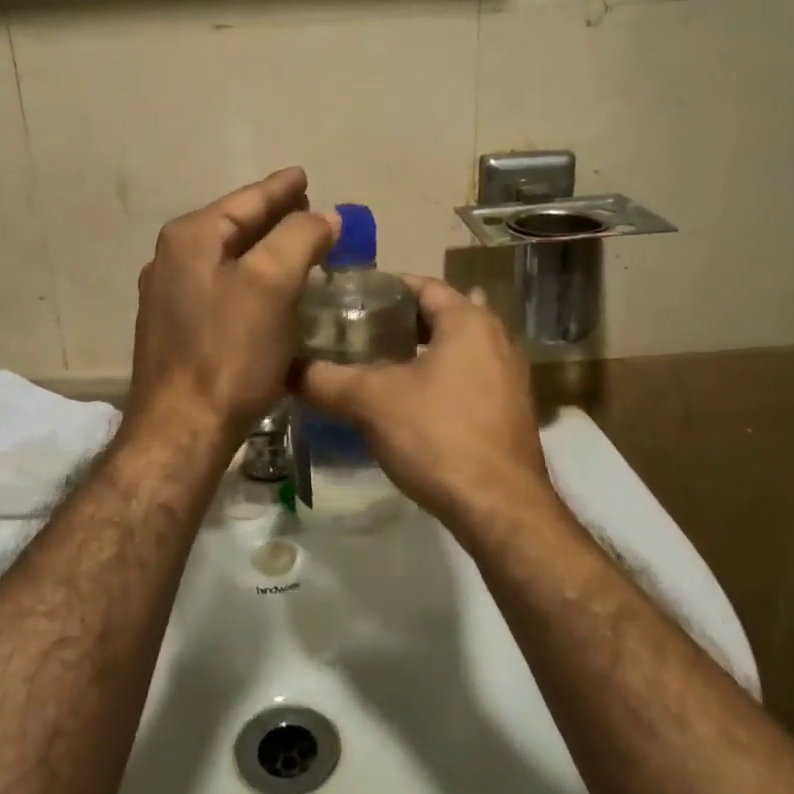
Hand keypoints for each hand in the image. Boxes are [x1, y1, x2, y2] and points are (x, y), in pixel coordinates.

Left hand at [127, 168, 338, 445]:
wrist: (182, 429)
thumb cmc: (229, 354)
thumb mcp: (271, 285)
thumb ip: (299, 238)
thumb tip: (324, 216)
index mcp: (191, 238)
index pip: (246, 200)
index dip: (280, 188)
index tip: (305, 176)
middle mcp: (172, 260)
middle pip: (235, 226)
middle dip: (273, 217)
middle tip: (310, 211)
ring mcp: (170, 296)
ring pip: (229, 258)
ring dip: (264, 250)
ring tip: (299, 246)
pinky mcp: (177, 330)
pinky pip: (223, 288)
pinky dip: (252, 280)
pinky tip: (272, 292)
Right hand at [295, 276, 560, 536]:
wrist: (500, 508)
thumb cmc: (438, 436)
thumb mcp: (371, 402)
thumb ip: (324, 380)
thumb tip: (285, 369)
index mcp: (469, 322)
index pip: (423, 285)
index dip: (384, 288)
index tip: (348, 299)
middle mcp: (496, 340)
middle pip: (438, 318)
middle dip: (396, 324)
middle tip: (353, 334)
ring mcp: (508, 379)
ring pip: (453, 352)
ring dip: (415, 355)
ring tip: (371, 368)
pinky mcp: (508, 413)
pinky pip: (465, 382)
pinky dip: (435, 382)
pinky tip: (404, 406)